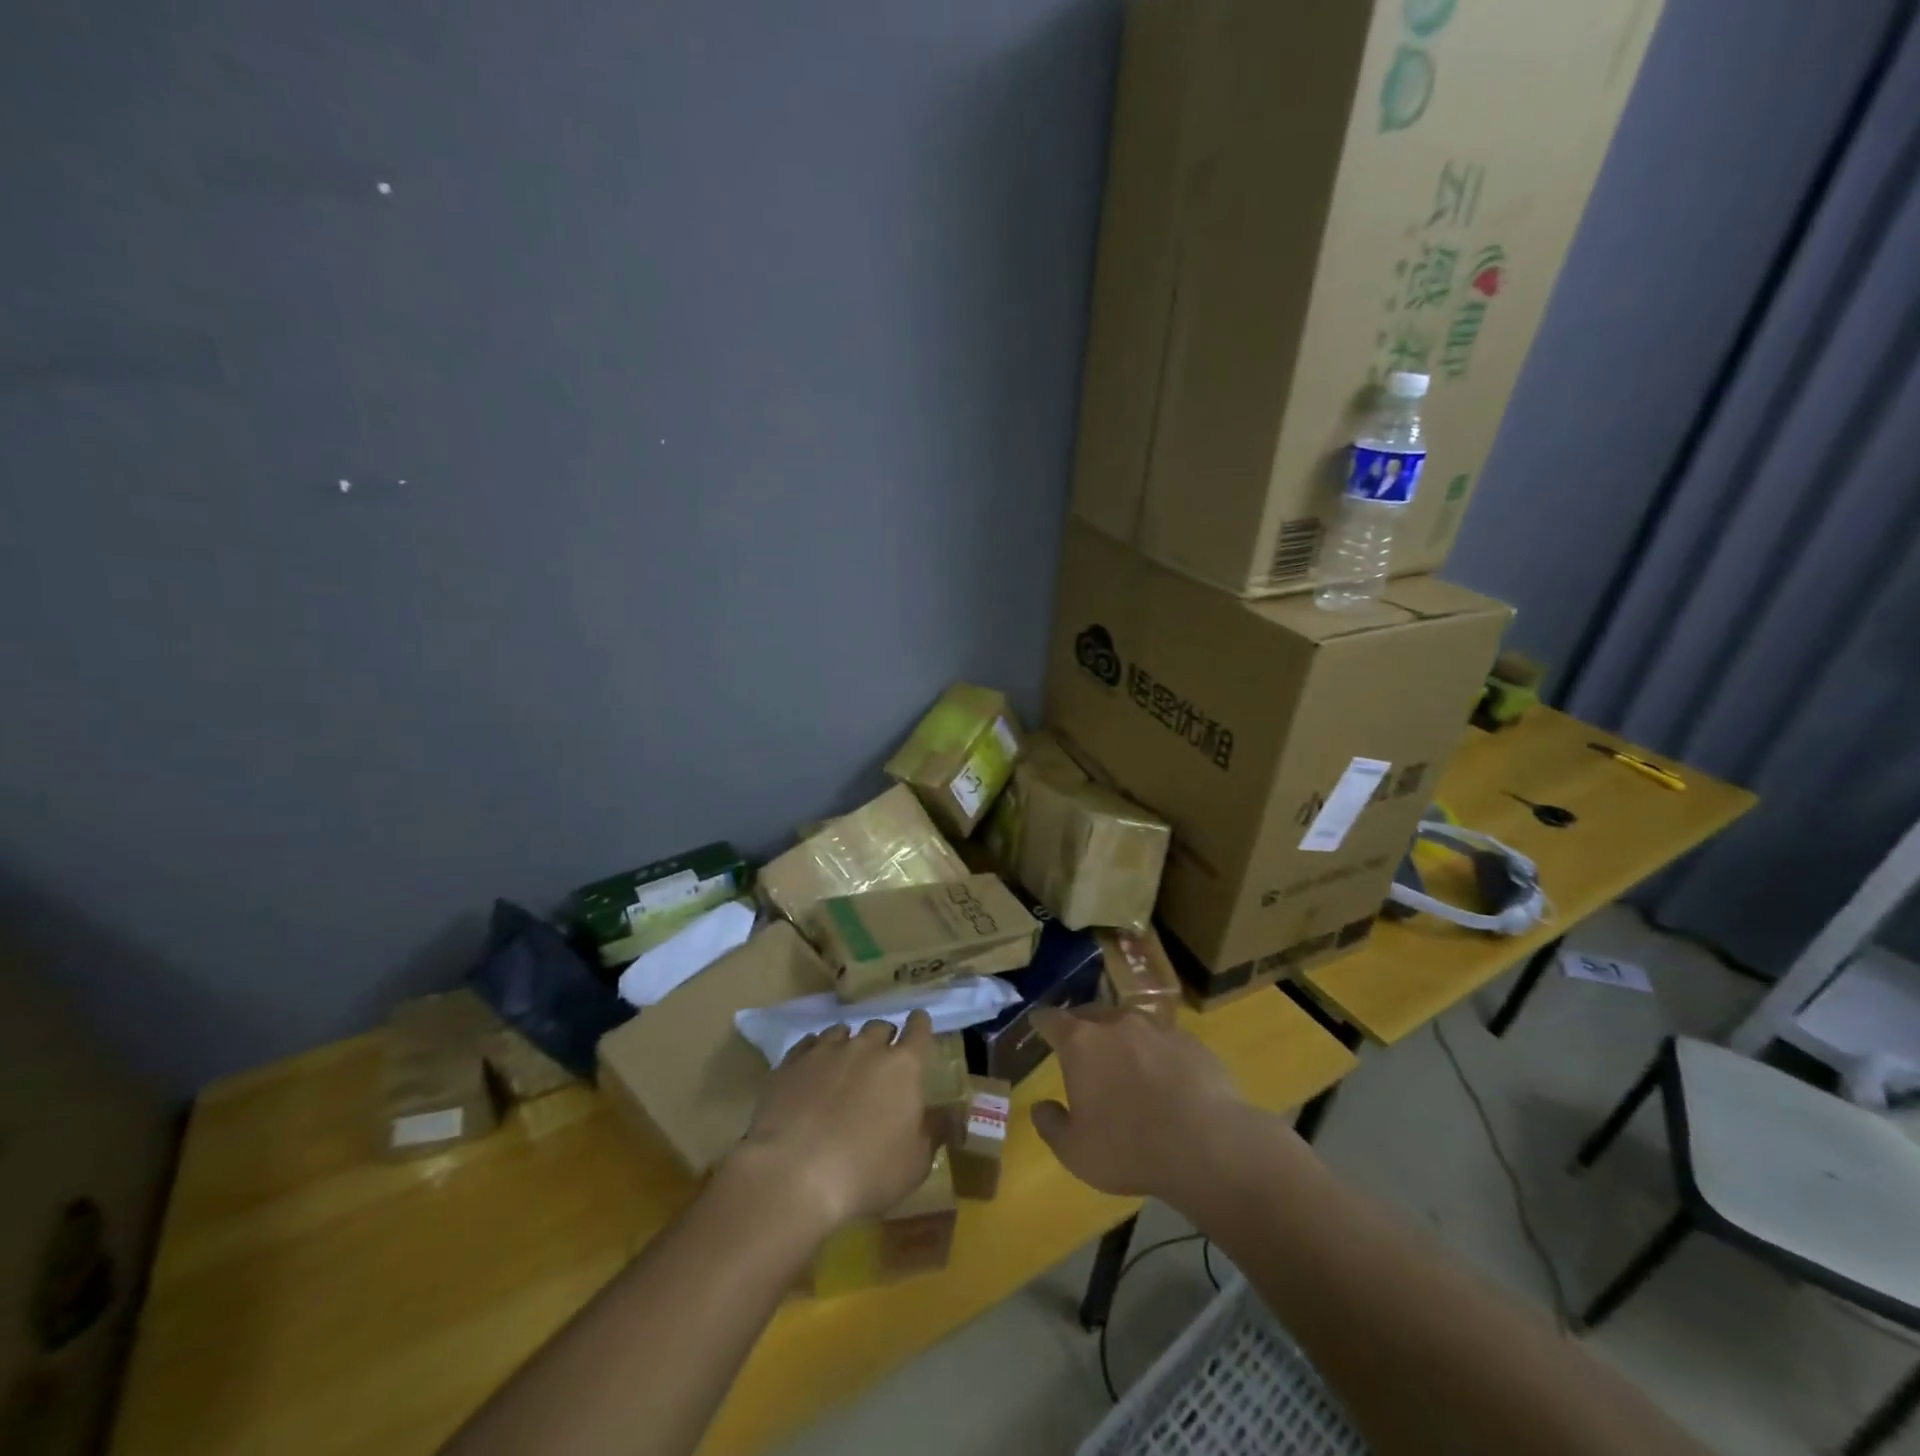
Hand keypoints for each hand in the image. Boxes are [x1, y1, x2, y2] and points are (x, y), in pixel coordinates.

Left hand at [727, 1012, 935, 1238]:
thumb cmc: (866, 1172)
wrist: (793, 1174)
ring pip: (842, 1032)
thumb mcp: (915, 1164)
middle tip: (881, 1059)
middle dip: (884, 1039)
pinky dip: (815, 1053)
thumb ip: (935, 1132)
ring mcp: (825, 1051)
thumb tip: (954, 1114)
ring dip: (848, 1043)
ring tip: (843, 1064)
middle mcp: (866, 1048)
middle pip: (879, 1027)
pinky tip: (811, 1070)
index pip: (918, 1030)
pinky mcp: (791, 1063)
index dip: (920, 1025)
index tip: (919, 1023)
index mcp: (903, 1067)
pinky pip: (808, 1044)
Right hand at [1030, 1007, 1253, 1206]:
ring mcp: (1156, 1028)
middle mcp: (1116, 1023)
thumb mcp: (1075, 1152)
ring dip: (1122, 1039)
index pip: (1051, 1019)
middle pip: (1091, 1015)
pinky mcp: (1190, 1041)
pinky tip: (1166, 1079)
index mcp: (1081, 1043)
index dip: (1042, 1021)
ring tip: (1126, 1063)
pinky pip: (1164, 1040)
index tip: (1038, 1023)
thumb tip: (1041, 1106)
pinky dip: (1157, 1053)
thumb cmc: (1128, 1148)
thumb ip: (1051, 1125)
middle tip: (1082, 1051)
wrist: (1208, 1145)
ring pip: (1130, 1024)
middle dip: (1083, 1029)